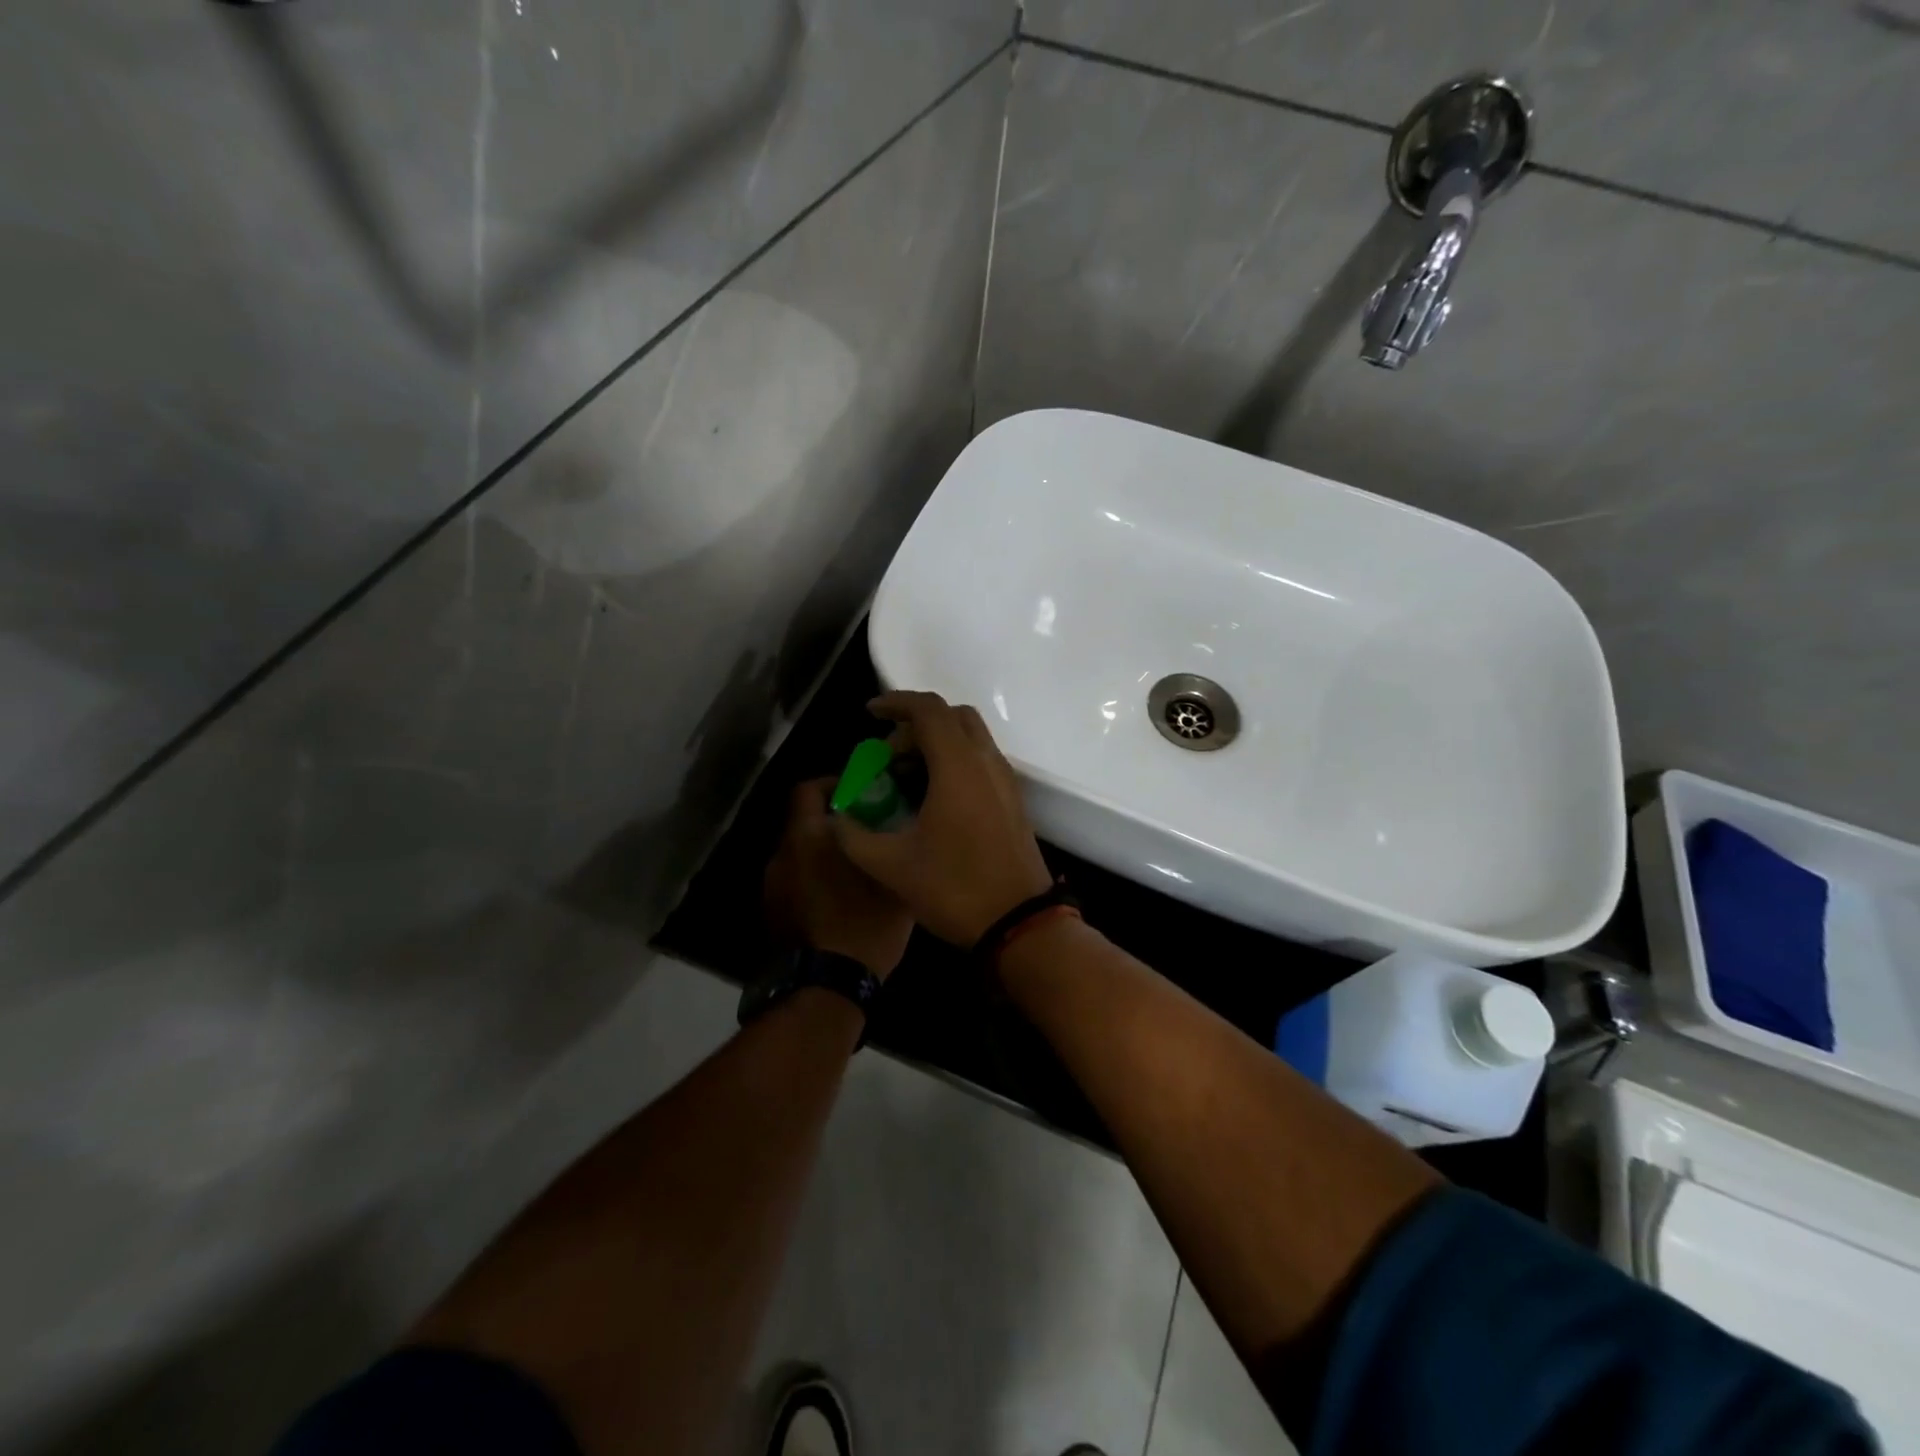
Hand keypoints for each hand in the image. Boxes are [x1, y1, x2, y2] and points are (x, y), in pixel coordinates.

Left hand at [764, 779, 913, 978]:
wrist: (823, 991)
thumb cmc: (861, 928)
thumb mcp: (892, 885)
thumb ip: (890, 848)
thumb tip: (898, 829)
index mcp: (807, 839)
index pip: (807, 790)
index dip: (832, 784)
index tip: (860, 794)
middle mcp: (781, 856)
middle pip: (804, 823)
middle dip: (833, 822)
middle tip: (868, 832)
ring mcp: (771, 887)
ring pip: (799, 854)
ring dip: (823, 854)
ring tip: (857, 869)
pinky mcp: (771, 914)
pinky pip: (794, 882)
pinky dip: (813, 881)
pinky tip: (841, 900)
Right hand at [829, 692, 1053, 945]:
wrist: (1018, 922)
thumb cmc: (955, 889)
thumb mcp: (891, 866)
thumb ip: (853, 837)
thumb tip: (834, 821)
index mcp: (958, 766)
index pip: (928, 710)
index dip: (895, 703)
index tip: (869, 714)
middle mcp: (986, 762)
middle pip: (952, 716)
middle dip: (915, 724)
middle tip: (888, 755)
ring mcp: (1005, 780)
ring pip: (970, 737)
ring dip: (936, 743)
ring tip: (905, 776)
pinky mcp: (1013, 799)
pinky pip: (981, 760)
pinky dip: (954, 761)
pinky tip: (931, 797)